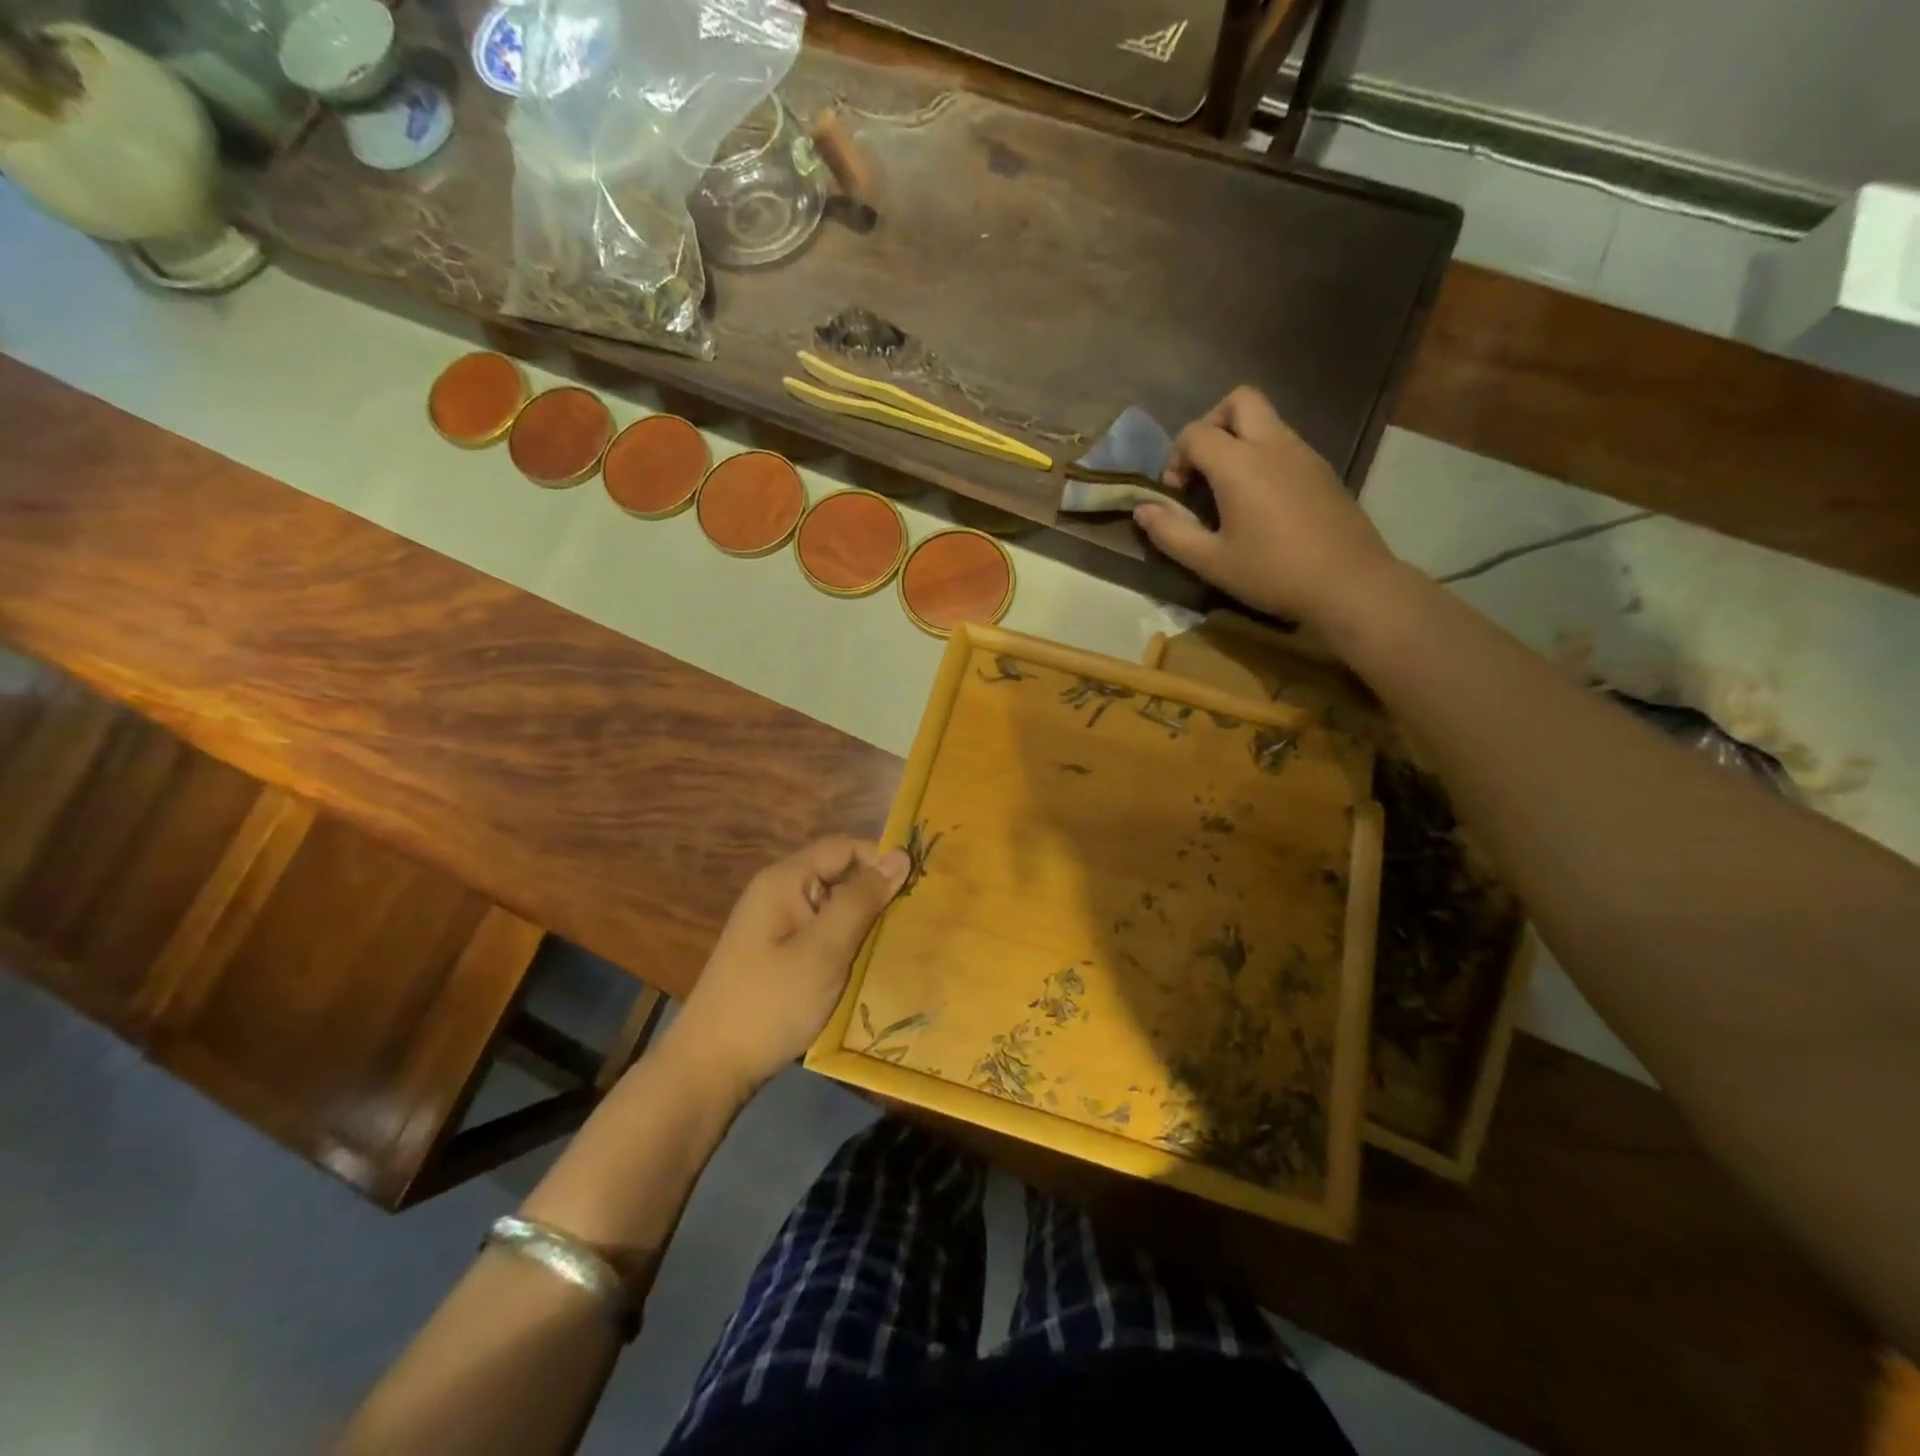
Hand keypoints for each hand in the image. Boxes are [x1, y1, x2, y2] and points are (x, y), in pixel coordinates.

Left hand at [674, 836, 909, 1094]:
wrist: (710, 1067)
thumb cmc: (770, 1003)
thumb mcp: (824, 950)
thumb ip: (863, 900)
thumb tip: (901, 855)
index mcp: (786, 880)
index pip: (845, 846)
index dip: (882, 859)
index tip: (920, 887)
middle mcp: (779, 892)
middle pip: (839, 873)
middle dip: (877, 892)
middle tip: (917, 918)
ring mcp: (776, 924)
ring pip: (834, 906)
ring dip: (864, 921)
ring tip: (901, 942)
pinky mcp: (778, 953)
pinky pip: (822, 932)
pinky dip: (847, 942)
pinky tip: (869, 964)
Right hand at [1133, 387, 1398, 624]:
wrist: (1349, 583)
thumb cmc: (1272, 573)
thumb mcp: (1210, 561)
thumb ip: (1170, 532)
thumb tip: (1142, 509)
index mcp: (1239, 464)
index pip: (1195, 433)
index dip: (1175, 458)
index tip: (1176, 494)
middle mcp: (1273, 444)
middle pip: (1238, 401)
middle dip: (1211, 424)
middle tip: (1202, 468)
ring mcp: (1304, 453)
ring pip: (1265, 420)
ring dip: (1238, 440)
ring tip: (1229, 490)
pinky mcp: (1323, 469)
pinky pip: (1285, 443)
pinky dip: (1263, 456)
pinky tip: (1261, 502)